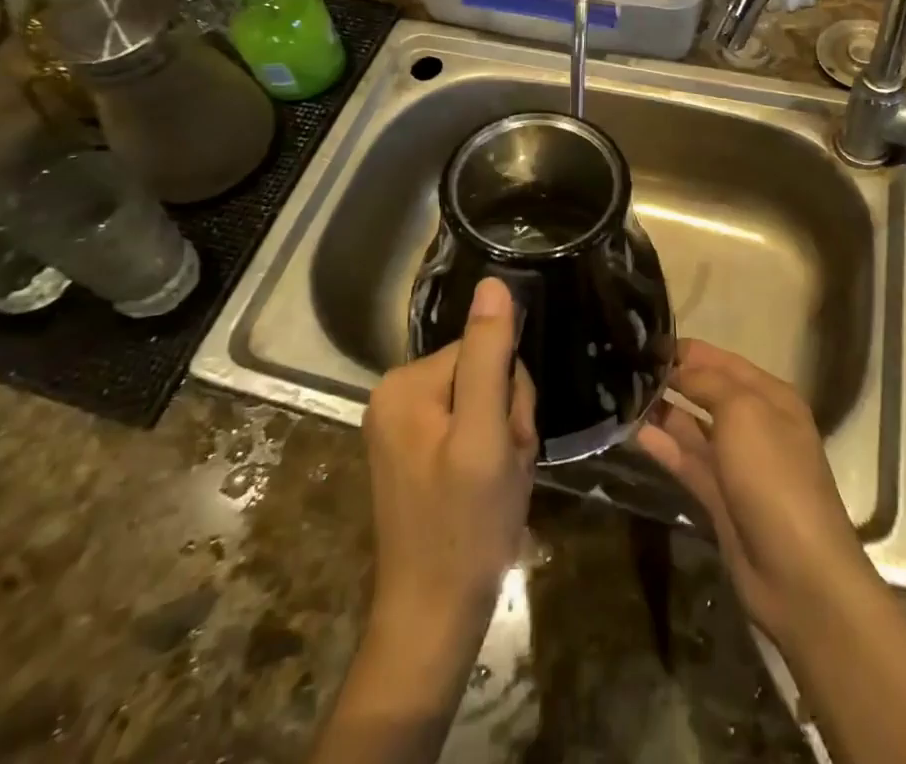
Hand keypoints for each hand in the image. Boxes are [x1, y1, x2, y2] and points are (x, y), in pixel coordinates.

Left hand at [362, 277, 537, 646]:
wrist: (432, 621)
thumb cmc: (464, 528)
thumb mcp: (485, 437)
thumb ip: (488, 357)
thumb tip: (493, 283)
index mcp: (404, 383)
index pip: (483, 349)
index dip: (510, 393)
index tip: (509, 441)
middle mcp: (395, 394)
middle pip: (481, 373)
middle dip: (506, 416)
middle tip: (504, 467)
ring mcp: (402, 425)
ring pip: (481, 401)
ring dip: (502, 437)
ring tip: (497, 482)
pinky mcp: (414, 452)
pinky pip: (468, 427)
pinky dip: (489, 454)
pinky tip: (486, 488)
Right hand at [636, 339, 874, 645]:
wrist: (798, 573)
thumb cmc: (774, 475)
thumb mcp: (743, 412)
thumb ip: (707, 383)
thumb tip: (678, 370)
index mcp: (770, 397)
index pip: (723, 361)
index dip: (687, 351)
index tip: (644, 342)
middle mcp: (755, 424)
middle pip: (707, 392)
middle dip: (672, 378)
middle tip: (626, 365)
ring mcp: (737, 464)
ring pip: (693, 427)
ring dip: (663, 411)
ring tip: (621, 394)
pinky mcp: (719, 498)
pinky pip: (687, 461)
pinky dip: (663, 445)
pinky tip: (633, 430)